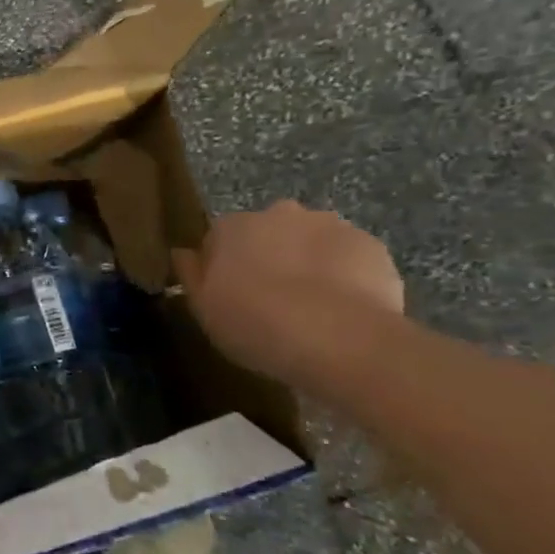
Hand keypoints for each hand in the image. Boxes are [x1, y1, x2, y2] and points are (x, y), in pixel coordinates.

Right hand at [171, 201, 403, 388]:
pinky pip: (349, 258)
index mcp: (232, 226)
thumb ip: (191, 275)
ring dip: (308, 264)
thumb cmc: (255, 323)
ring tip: (312, 308)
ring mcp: (330, 225)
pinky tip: (343, 310)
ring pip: (311, 242)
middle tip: (272, 300)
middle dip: (269, 256)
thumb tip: (183, 253)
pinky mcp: (372, 246)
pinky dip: (345, 276)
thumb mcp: (204, 308)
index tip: (229, 294)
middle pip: (269, 233)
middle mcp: (279, 214)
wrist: (340, 340)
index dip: (223, 266)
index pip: (219, 238)